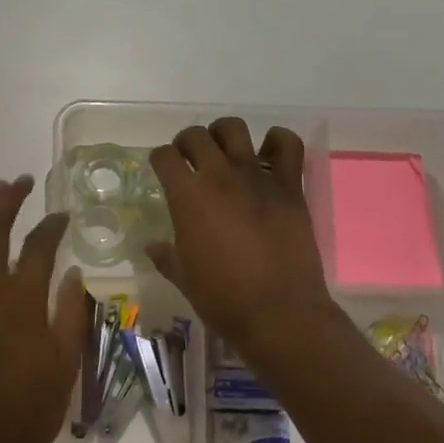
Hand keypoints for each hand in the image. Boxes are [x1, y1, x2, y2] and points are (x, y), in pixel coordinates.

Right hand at [147, 120, 339, 358]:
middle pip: (196, 136)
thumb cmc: (222, 298)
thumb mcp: (183, 278)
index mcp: (187, 197)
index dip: (159, 160)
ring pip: (235, 130)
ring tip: (224, 151)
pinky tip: (268, 153)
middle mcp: (219, 177)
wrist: (278, 312)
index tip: (162, 169)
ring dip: (223, 135)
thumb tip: (153, 247)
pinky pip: (287, 145)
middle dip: (187, 143)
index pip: (164, 157)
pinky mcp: (290, 186)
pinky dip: (277, 141)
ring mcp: (257, 177)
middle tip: (189, 160)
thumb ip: (166, 256)